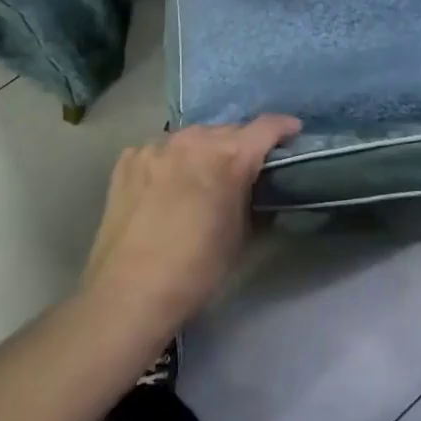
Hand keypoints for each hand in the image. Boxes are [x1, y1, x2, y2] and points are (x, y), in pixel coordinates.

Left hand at [82, 116, 301, 332]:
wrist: (129, 293)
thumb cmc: (197, 269)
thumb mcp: (240, 234)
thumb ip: (249, 197)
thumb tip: (252, 187)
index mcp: (228, 156)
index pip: (266, 128)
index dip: (284, 128)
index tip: (293, 133)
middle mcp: (192, 140)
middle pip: (226, 131)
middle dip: (240, 145)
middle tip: (244, 168)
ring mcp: (155, 147)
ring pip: (191, 139)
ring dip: (202, 152)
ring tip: (201, 177)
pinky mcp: (128, 160)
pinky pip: (159, 152)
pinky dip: (169, 162)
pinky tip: (165, 186)